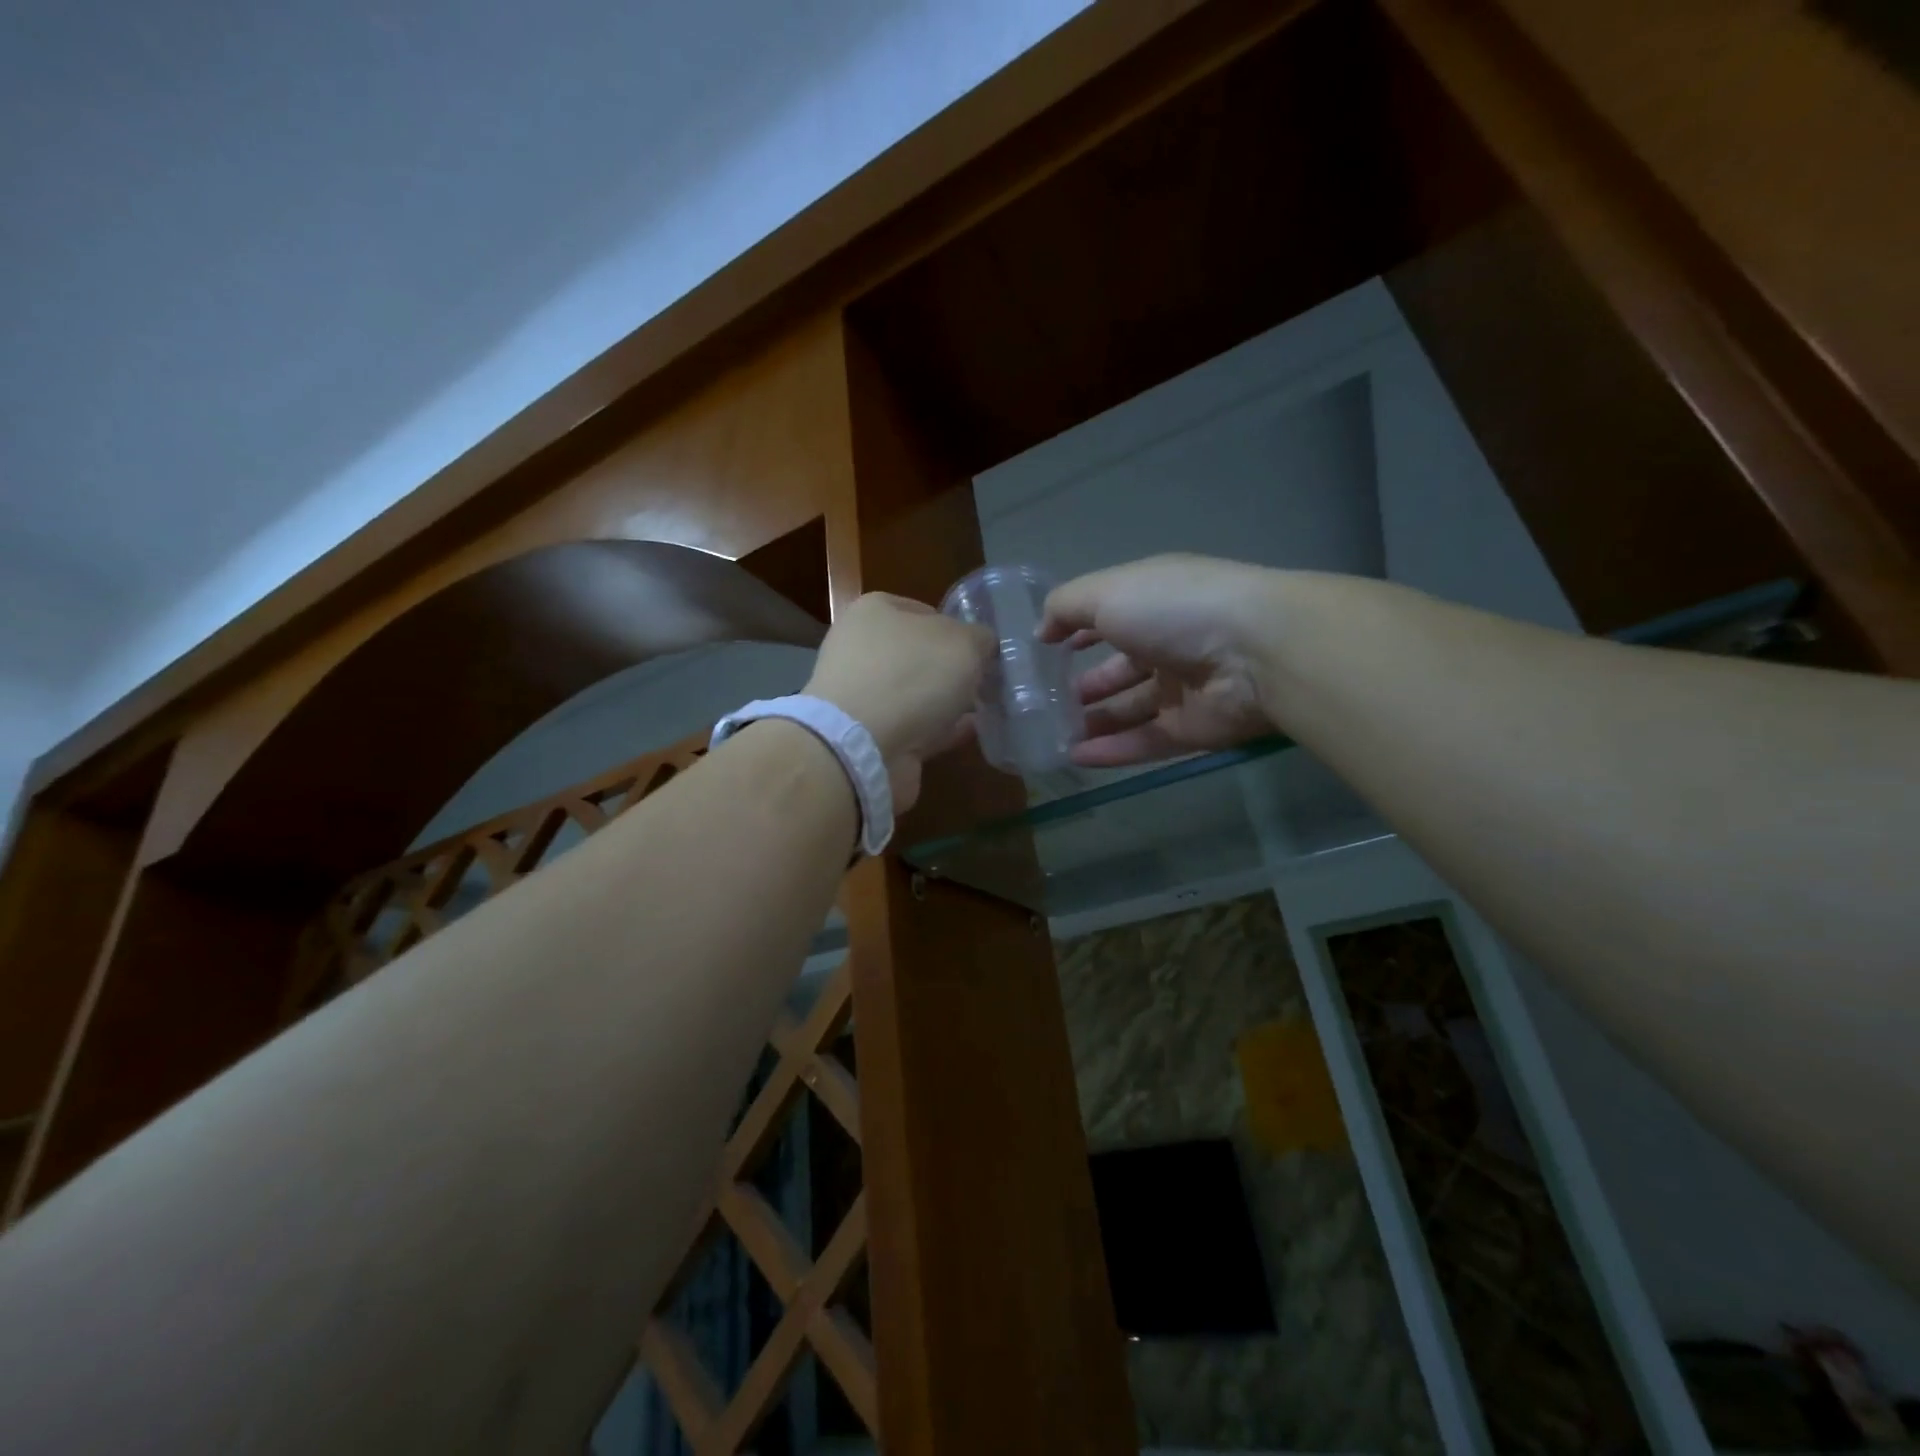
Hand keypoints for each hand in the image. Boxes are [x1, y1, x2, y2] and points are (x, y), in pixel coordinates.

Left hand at [805, 592, 991, 810]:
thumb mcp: (964, 643)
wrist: (862, 746)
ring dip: (947, 700)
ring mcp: (862, 695)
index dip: (957, 627)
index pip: (924, 610)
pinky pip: (916, 726)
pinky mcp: (869, 735)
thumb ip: (980, 639)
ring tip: (987, 706)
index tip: (982, 649)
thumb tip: (983, 645)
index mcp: (874, 611)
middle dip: (952, 668)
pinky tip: (972, 731)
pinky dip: (942, 729)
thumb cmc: (912, 676)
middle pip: (919, 654)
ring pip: (916, 693)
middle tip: (988, 679)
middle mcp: (861, 649)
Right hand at [1039, 554, 1284, 767]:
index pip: (1110, 618)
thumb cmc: (1175, 609)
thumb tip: (1041, 630)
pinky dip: (1110, 750)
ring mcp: (1183, 689)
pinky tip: (1074, 757)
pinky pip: (1144, 741)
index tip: (1045, 650)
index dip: (1078, 631)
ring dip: (1092, 721)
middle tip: (1044, 704)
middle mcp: (1171, 643)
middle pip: (1120, 669)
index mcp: (1155, 602)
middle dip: (1084, 685)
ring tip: (1050, 735)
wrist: (1255, 654)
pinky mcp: (1193, 730)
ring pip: (1129, 710)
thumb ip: (1066, 607)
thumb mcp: (1108, 592)